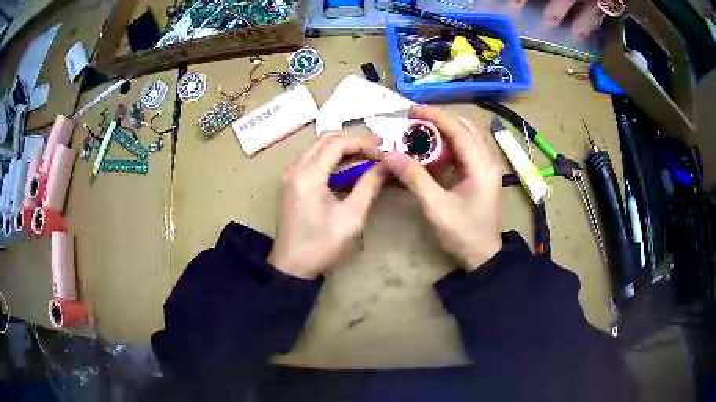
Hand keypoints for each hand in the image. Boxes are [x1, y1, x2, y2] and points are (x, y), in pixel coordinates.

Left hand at [268, 133, 385, 278]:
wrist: (292, 265)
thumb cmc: (322, 245)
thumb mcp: (351, 217)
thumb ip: (369, 186)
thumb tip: (386, 167)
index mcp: (309, 176)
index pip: (337, 144)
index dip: (362, 144)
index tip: (382, 153)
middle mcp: (296, 168)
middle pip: (326, 139)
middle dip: (353, 140)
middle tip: (377, 148)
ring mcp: (291, 174)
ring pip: (318, 147)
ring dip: (342, 147)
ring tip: (368, 154)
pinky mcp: (292, 182)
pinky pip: (312, 159)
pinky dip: (331, 158)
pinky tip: (348, 166)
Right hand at [384, 105, 503, 268]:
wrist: (485, 256)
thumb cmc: (464, 233)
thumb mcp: (436, 207)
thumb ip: (414, 178)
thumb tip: (389, 155)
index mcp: (481, 166)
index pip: (458, 129)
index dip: (435, 116)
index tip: (411, 109)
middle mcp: (488, 160)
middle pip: (466, 127)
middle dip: (440, 120)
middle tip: (414, 121)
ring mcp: (488, 167)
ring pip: (468, 137)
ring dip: (445, 131)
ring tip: (421, 132)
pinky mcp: (484, 174)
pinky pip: (467, 150)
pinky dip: (450, 145)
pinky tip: (434, 151)